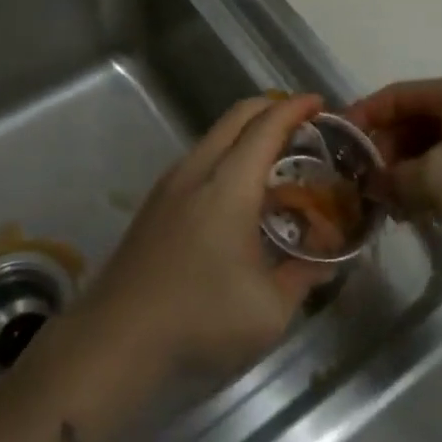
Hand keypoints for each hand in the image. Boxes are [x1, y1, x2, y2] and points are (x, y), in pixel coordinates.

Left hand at [85, 94, 332, 377]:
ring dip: (247, 132)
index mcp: (229, 183)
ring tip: (275, 157)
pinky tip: (237, 190)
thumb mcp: (269, 310)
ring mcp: (170, 183)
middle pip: (237, 116)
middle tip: (303, 123)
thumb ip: (303, 277)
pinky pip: (200, 157)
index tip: (319, 102)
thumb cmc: (200, 319)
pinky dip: (227, 153)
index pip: (266, 126)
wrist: (115, 339)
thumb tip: (326, 262)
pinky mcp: (155, 202)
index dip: (295, 108)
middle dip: (272, 108)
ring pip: (215, 135)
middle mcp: (197, 168)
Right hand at [350, 75, 441, 275]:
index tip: (334, 143)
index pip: (394, 95)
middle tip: (355, 182)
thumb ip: (392, 176)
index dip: (362, 116)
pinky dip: (423, 186)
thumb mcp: (434, 179)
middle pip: (409, 121)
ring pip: (425, 149)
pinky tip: (408, 213)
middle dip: (381, 150)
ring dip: (400, 173)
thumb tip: (369, 183)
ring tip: (379, 203)